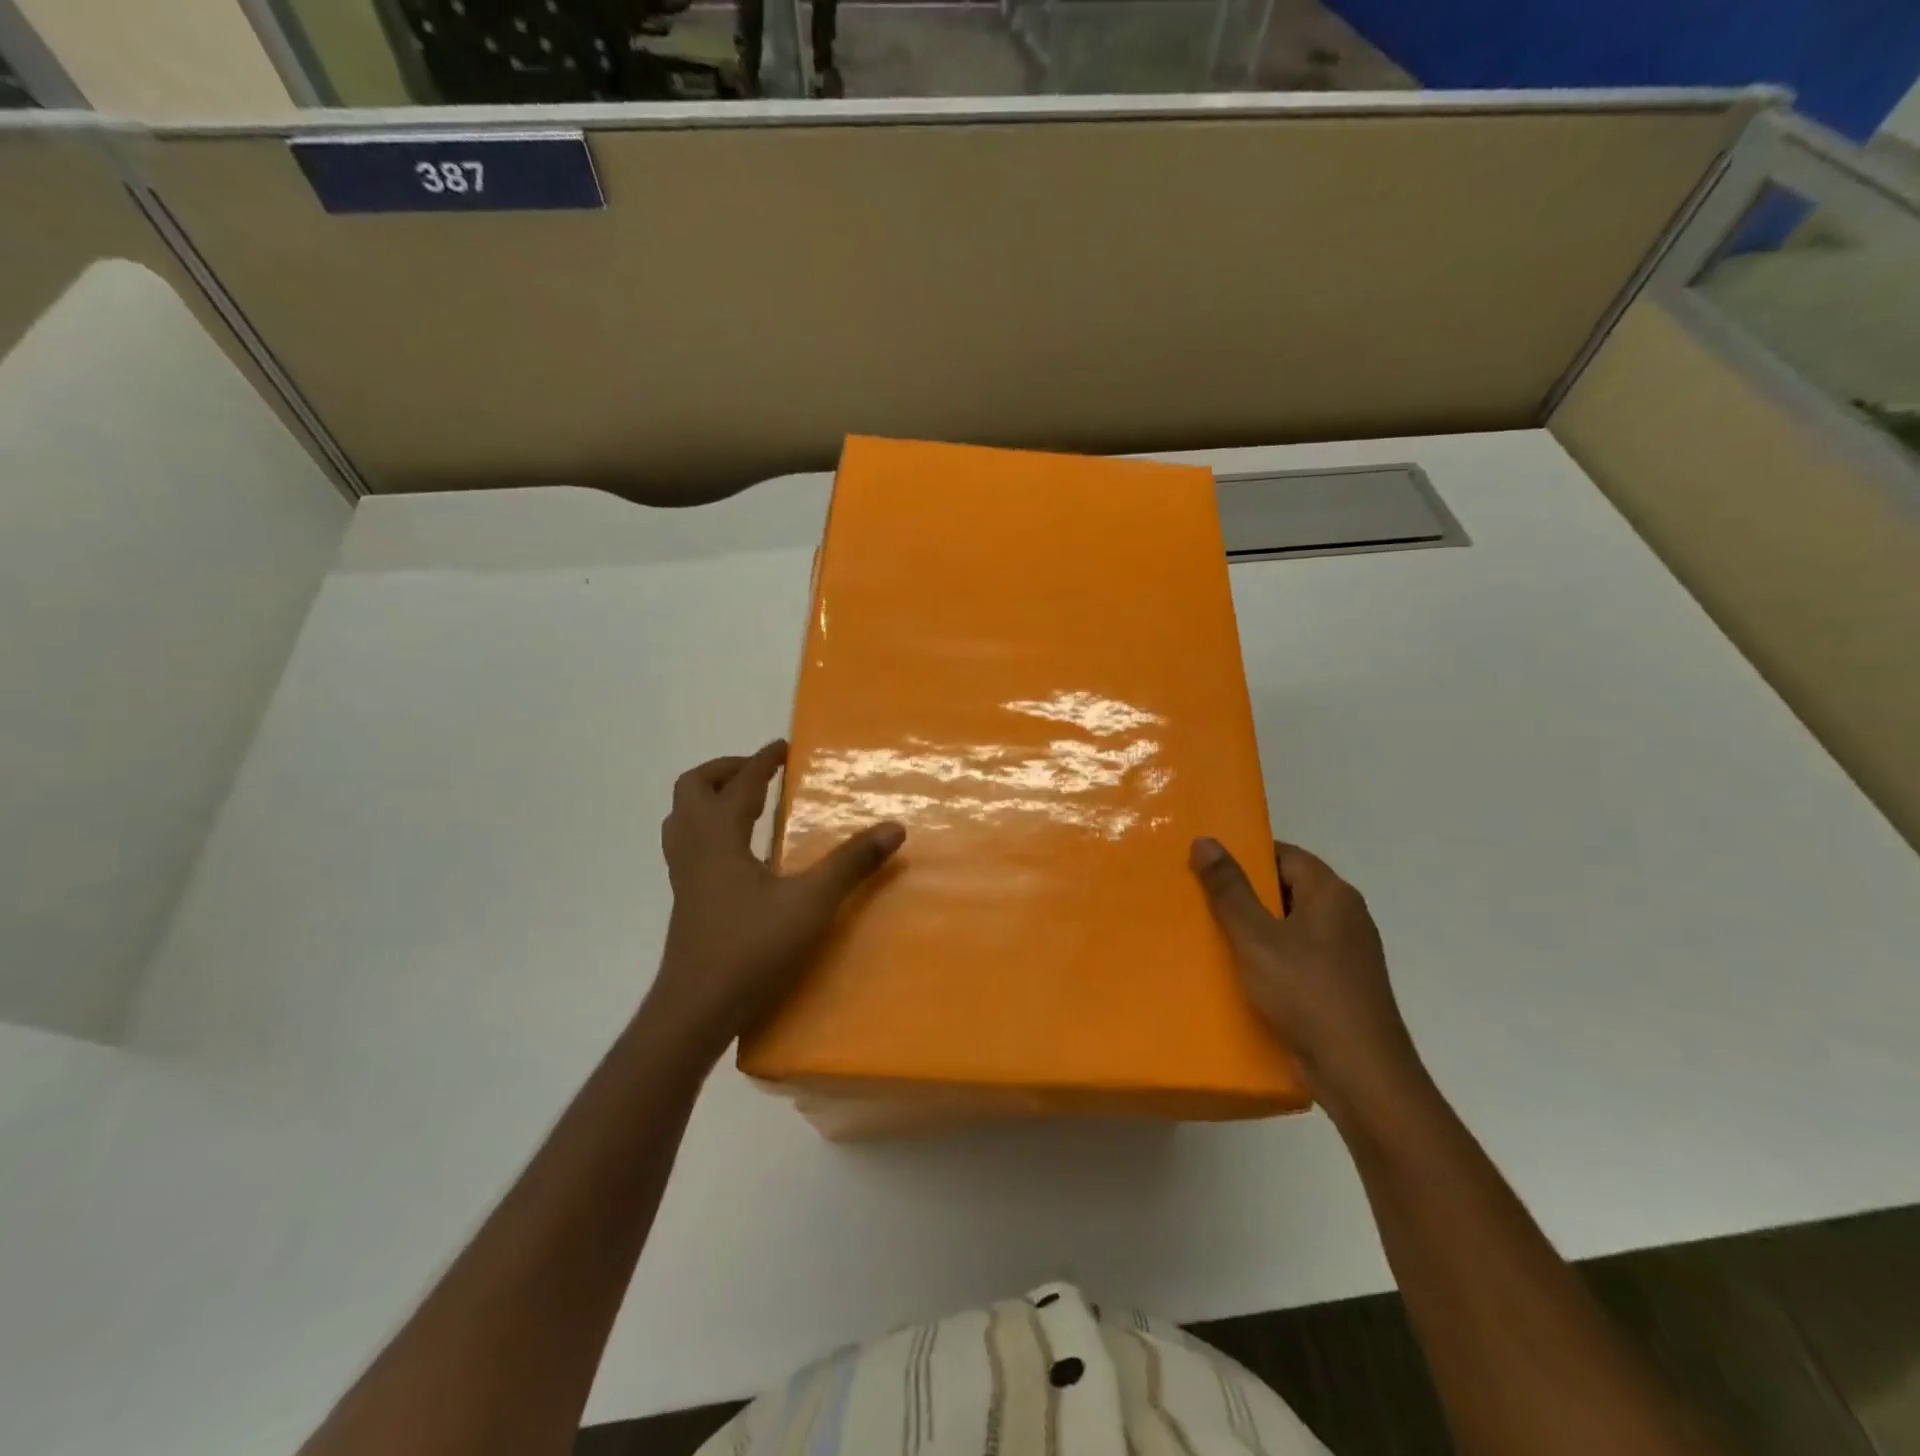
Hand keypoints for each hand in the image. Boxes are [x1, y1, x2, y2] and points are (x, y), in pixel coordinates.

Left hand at [645, 741, 905, 1061]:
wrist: (696, 1010)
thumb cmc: (751, 949)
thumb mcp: (811, 903)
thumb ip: (852, 863)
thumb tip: (894, 828)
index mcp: (720, 838)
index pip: (740, 784)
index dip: (762, 761)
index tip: (782, 747)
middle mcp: (695, 849)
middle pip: (692, 789)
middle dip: (725, 771)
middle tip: (760, 773)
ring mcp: (685, 877)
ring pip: (682, 818)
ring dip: (710, 799)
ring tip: (746, 803)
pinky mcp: (687, 902)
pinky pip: (688, 846)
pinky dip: (709, 830)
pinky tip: (739, 854)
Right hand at [1190, 837, 1420, 1119]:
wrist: (1361, 1075)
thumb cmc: (1307, 993)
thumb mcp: (1256, 937)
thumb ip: (1229, 889)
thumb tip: (1205, 840)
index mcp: (1332, 894)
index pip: (1284, 854)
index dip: (1246, 856)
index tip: (1207, 867)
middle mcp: (1346, 916)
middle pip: (1288, 889)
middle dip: (1245, 894)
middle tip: (1200, 900)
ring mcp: (1348, 953)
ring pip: (1292, 926)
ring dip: (1255, 929)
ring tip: (1212, 936)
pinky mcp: (1343, 985)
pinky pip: (1300, 957)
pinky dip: (1272, 958)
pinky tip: (1242, 974)